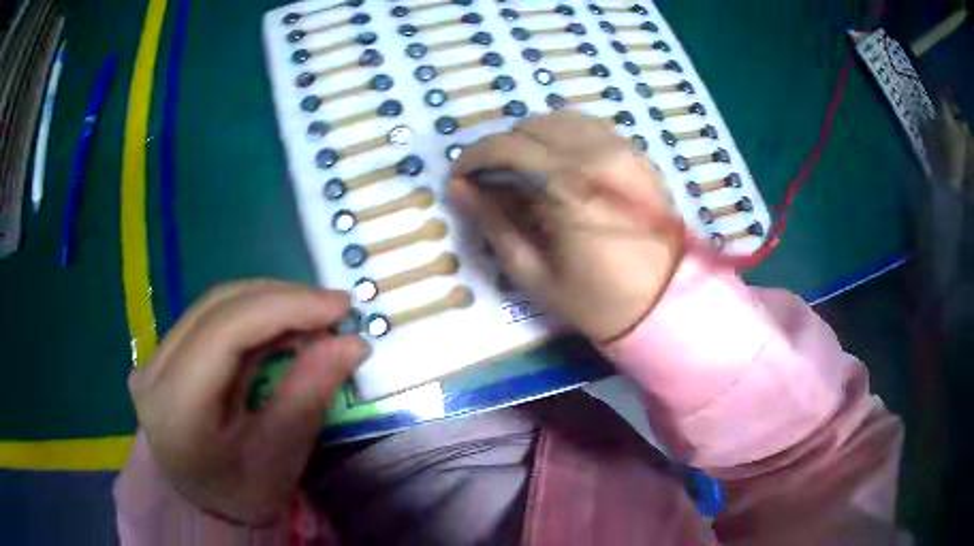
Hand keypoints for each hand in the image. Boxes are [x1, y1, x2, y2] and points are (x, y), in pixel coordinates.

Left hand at [129, 281, 368, 523]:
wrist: (201, 506)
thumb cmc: (241, 494)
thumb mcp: (279, 460)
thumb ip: (308, 397)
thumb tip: (352, 343)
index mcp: (175, 408)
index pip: (224, 332)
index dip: (284, 307)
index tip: (340, 306)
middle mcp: (153, 371)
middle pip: (218, 308)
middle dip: (282, 299)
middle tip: (335, 309)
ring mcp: (154, 357)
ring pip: (214, 304)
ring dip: (269, 302)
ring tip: (314, 316)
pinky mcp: (163, 353)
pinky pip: (210, 316)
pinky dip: (253, 314)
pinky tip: (283, 324)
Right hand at [450, 111, 683, 341]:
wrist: (664, 301)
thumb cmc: (595, 298)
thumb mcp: (533, 271)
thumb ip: (493, 223)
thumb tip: (458, 189)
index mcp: (567, 187)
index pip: (506, 147)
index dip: (473, 157)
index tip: (461, 176)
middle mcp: (594, 155)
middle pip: (529, 127)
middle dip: (500, 148)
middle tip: (491, 179)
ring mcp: (619, 149)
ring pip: (557, 118)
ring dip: (530, 138)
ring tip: (523, 169)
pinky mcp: (634, 153)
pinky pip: (588, 125)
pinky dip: (562, 134)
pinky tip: (557, 160)